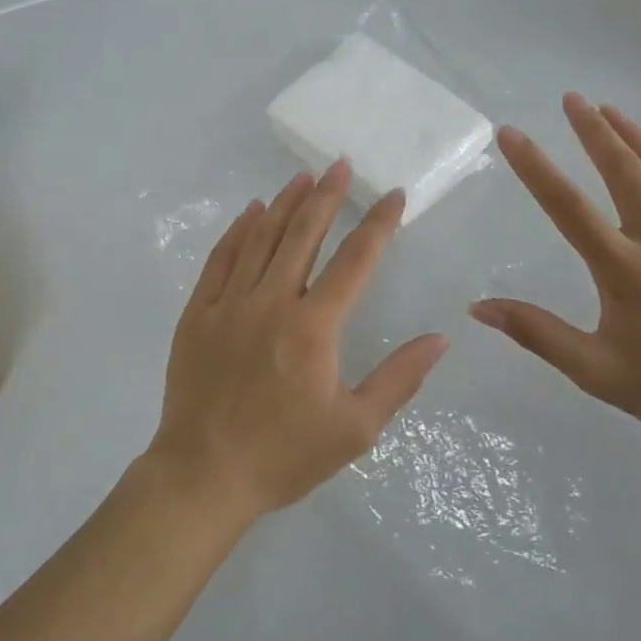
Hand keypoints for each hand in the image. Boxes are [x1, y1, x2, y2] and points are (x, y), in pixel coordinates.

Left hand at [148, 161, 448, 524]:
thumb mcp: (356, 428)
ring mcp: (230, 303)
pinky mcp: (199, 312)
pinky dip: (238, 230)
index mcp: (313, 327)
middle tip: (340, 165)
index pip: (355, 261)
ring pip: (261, 238)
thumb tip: (441, 337)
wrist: (204, 476)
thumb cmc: (285, 455)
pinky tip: (251, 211)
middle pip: (303, 234)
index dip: (378, 224)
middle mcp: (272, 301)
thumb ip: (399, 378)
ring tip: (302, 176)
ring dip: (284, 203)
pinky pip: (221, 259)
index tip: (394, 195)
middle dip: (326, 196)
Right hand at [470, 94, 640, 470]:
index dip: (535, 167)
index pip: (568, 208)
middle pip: (624, 174)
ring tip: (609, 109)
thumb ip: (537, 334)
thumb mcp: (595, 372)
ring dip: (636, 138)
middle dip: (594, 132)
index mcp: (624, 272)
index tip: (511, 134)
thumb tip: (479, 307)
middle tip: (571, 98)